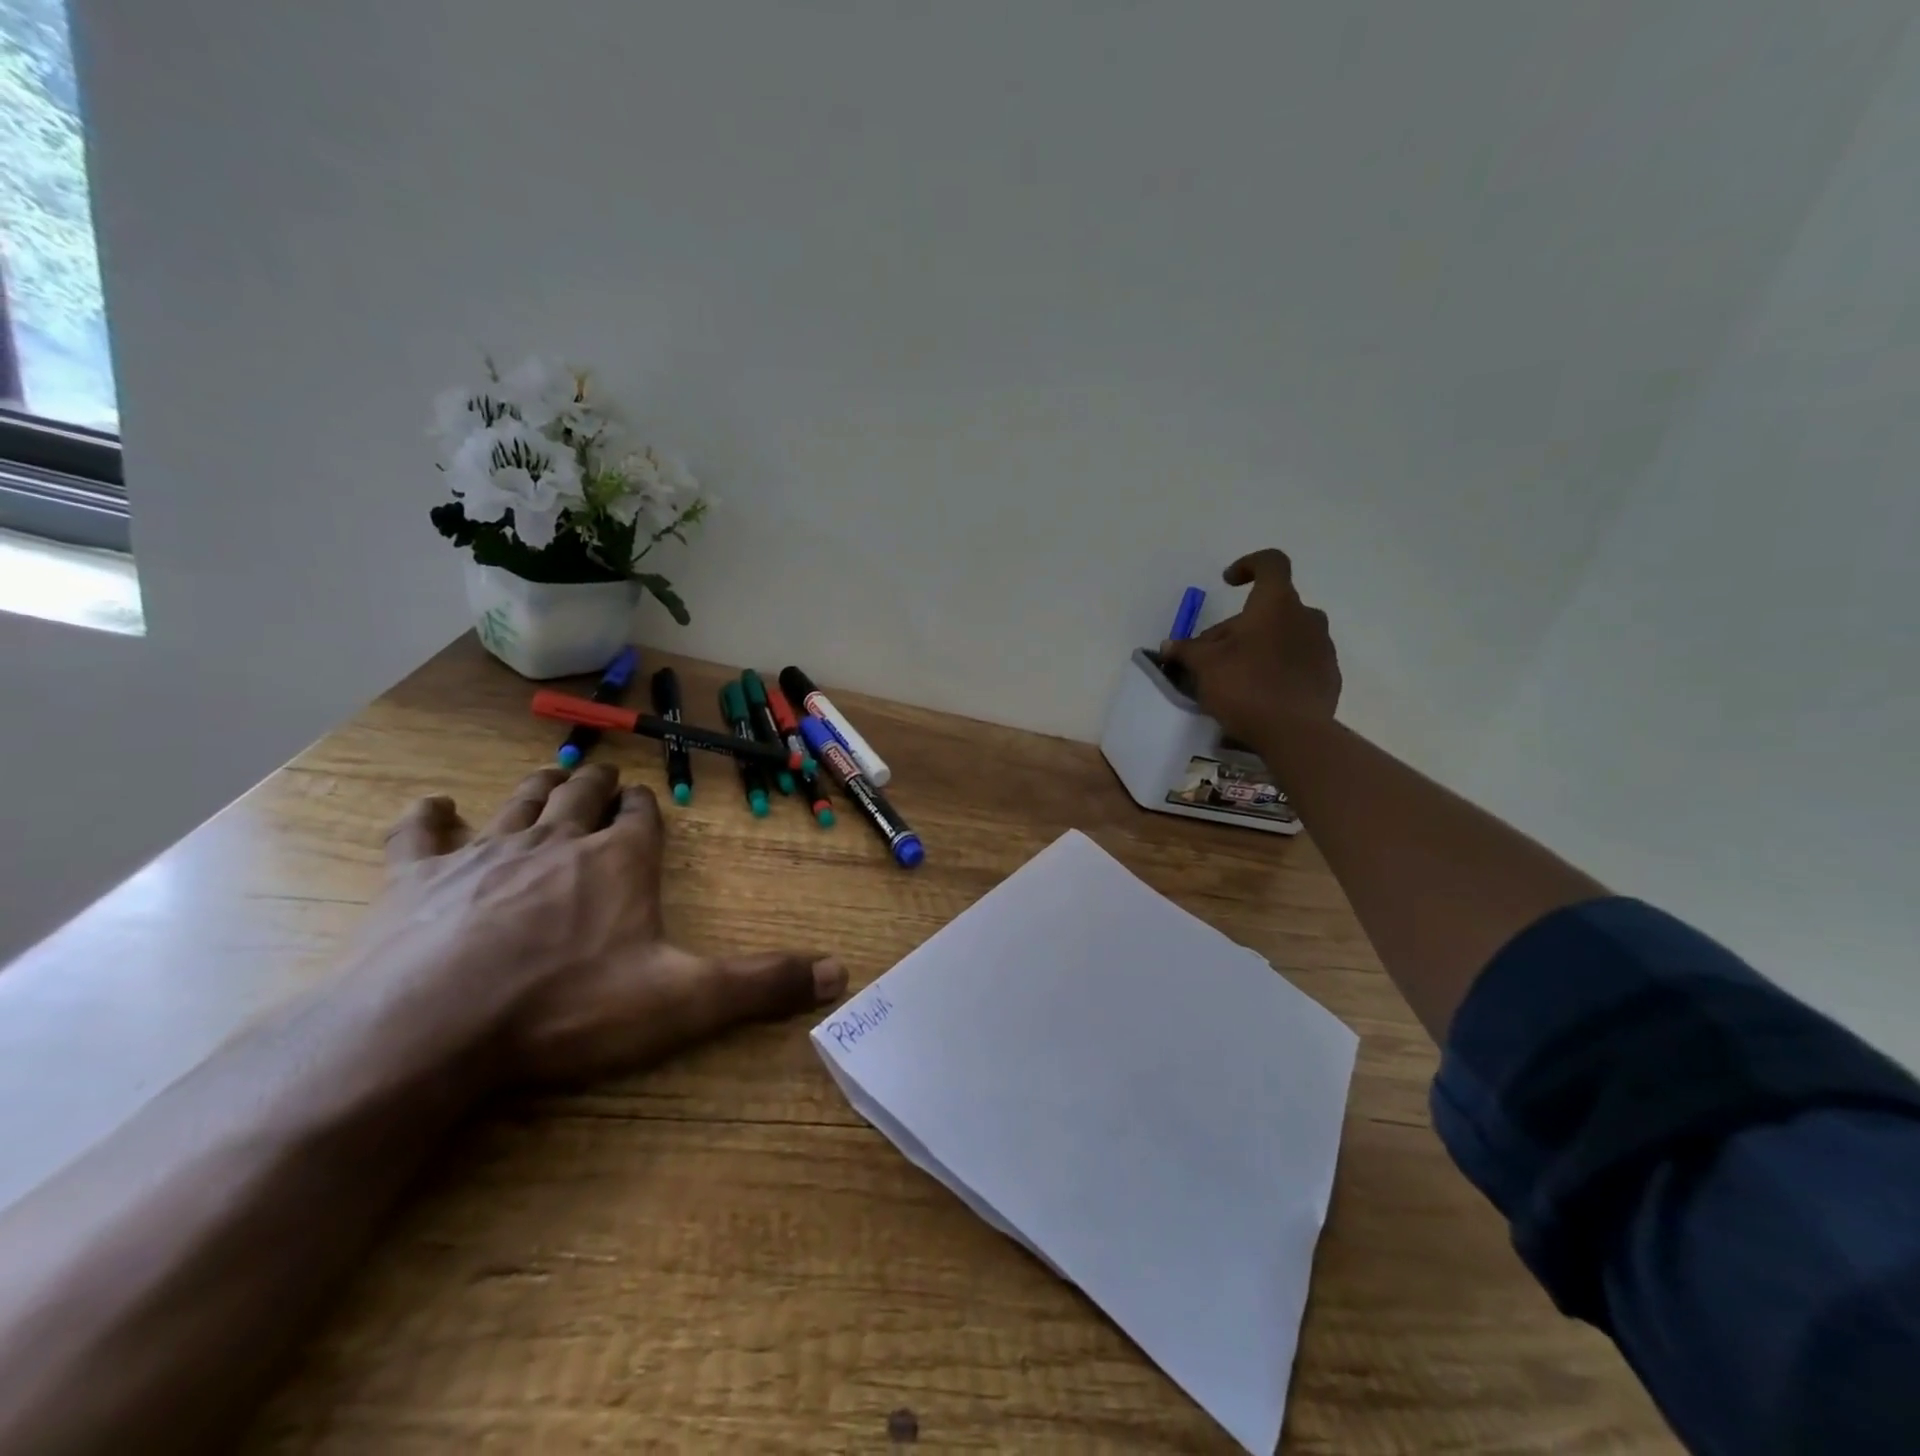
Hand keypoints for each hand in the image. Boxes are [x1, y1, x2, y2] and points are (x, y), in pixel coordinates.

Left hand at [367, 763, 845, 1086]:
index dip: (645, 807)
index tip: (646, 802)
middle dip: (598, 784)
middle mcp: (558, 841)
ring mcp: (486, 853)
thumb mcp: (682, 1000)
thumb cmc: (568, 1007)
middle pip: (583, 794)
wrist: (433, 1028)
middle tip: (604, 777)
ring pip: (521, 802)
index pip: (641, 816)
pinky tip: (433, 808)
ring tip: (552, 776)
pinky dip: (429, 817)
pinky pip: (421, 833)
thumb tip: (841, 972)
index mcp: (620, 861)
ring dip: (540, 787)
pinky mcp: (418, 878)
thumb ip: (761, 983)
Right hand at [1161, 548, 1341, 747]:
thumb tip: (1169, 645)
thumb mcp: (1204, 666)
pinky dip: (1277, 668)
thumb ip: (1186, 650)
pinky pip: (1297, 662)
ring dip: (1258, 647)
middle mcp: (1306, 618)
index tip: (1228, 582)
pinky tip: (1258, 694)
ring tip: (1234, 676)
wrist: (1295, 733)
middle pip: (1269, 609)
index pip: (1271, 563)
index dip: (1248, 565)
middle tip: (1211, 655)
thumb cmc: (1246, 686)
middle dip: (1239, 626)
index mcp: (1277, 604)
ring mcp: (1322, 647)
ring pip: (1283, 636)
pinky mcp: (1328, 676)